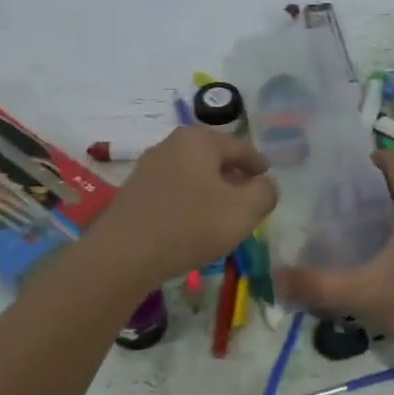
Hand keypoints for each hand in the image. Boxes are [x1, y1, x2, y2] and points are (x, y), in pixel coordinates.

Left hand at [91, 126, 276, 285]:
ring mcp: (149, 167)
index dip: (259, 165)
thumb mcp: (244, 210)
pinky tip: (194, 224)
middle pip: (214, 158)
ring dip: (211, 190)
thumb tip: (265, 184)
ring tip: (224, 214)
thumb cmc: (191, 225)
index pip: (241, 147)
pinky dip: (190, 202)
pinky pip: (174, 190)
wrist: (124, 255)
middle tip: (249, 198)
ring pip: (193, 174)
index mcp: (199, 139)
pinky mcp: (135, 192)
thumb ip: (265, 192)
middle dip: (234, 176)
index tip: (269, 180)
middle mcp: (171, 144)